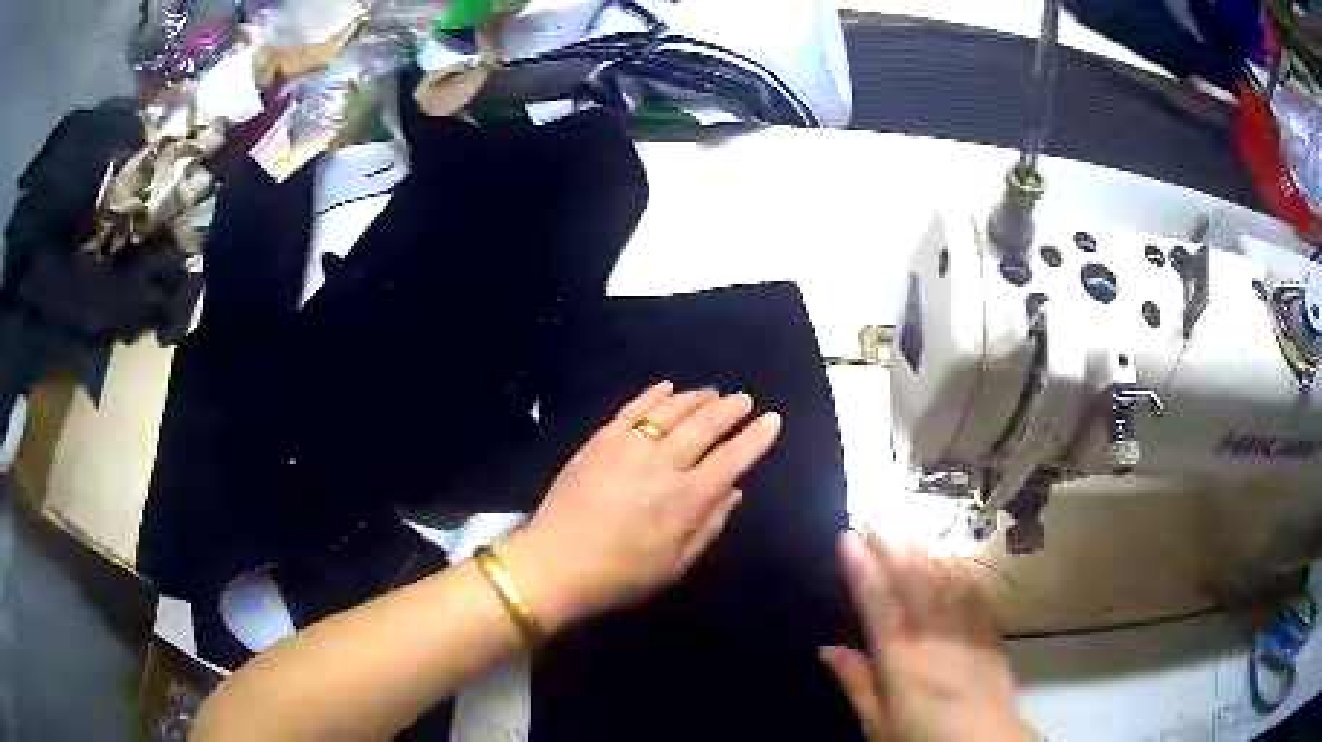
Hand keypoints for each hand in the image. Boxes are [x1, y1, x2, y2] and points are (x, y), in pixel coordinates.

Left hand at [500, 380, 781, 629]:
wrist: (554, 565)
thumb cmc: (620, 575)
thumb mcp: (675, 565)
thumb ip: (709, 526)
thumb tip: (733, 491)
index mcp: (686, 499)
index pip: (732, 459)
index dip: (756, 438)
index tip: (773, 420)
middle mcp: (662, 464)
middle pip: (704, 426)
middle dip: (729, 409)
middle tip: (744, 399)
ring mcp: (628, 447)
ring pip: (670, 411)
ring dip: (695, 398)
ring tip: (712, 392)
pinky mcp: (599, 441)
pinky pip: (632, 409)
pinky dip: (652, 395)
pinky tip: (666, 387)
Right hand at [821, 532, 1027, 741]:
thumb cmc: (922, 740)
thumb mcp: (878, 725)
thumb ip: (857, 684)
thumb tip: (828, 649)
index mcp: (901, 662)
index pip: (878, 606)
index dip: (862, 570)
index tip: (848, 539)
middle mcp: (933, 638)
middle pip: (912, 584)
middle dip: (893, 549)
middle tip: (877, 521)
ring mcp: (966, 633)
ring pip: (943, 583)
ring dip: (923, 554)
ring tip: (907, 532)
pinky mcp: (990, 636)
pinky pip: (973, 595)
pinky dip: (959, 574)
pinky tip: (951, 562)